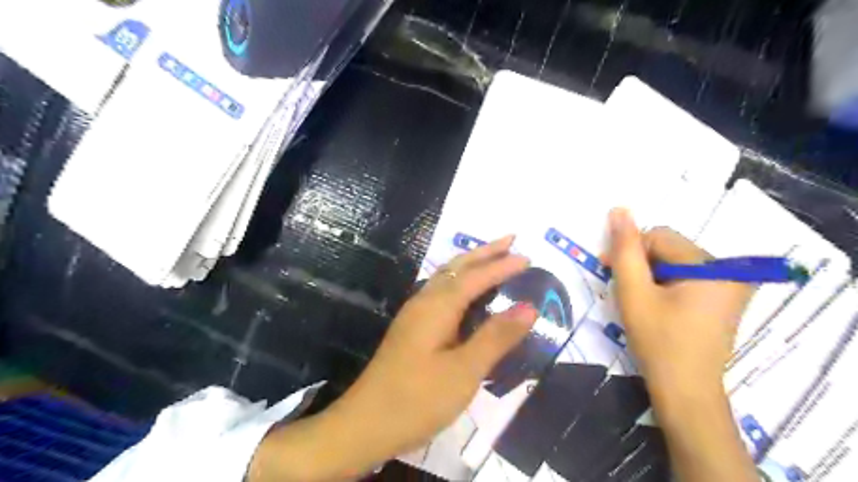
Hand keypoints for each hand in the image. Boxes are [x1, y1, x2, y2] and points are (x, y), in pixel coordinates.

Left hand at [326, 234, 537, 476]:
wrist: (365, 424)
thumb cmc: (417, 400)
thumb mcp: (464, 371)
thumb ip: (496, 337)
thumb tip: (529, 307)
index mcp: (436, 307)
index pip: (475, 277)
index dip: (502, 265)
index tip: (528, 257)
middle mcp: (423, 302)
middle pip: (457, 267)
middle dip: (485, 252)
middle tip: (511, 240)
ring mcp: (414, 315)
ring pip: (446, 278)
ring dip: (471, 264)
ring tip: (494, 258)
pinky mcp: (411, 329)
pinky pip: (441, 293)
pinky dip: (460, 282)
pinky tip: (466, 293)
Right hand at [606, 208, 751, 399]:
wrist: (684, 391)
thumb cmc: (657, 341)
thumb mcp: (633, 292)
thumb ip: (625, 249)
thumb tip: (619, 208)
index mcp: (713, 266)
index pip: (660, 237)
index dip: (630, 251)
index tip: (609, 271)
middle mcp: (730, 271)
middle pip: (670, 248)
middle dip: (641, 264)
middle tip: (623, 290)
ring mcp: (731, 287)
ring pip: (675, 263)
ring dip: (650, 275)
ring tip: (638, 300)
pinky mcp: (725, 300)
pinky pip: (687, 277)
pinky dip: (665, 285)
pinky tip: (656, 306)